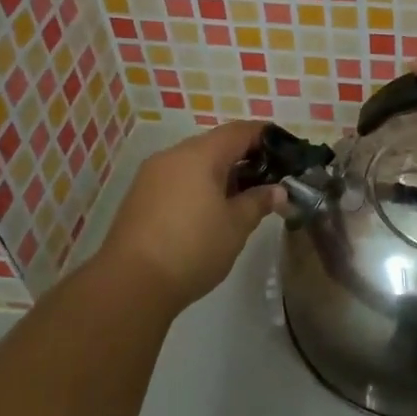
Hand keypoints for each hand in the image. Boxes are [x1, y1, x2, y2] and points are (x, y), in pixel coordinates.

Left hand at [98, 121, 282, 308]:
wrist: (130, 284)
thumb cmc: (193, 248)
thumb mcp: (236, 226)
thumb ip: (259, 201)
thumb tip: (277, 190)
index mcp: (200, 154)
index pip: (239, 131)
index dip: (265, 136)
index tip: (286, 150)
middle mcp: (173, 155)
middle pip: (215, 144)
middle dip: (243, 158)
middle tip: (266, 180)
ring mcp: (152, 175)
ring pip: (194, 162)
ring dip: (219, 173)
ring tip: (240, 199)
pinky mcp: (139, 196)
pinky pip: (177, 179)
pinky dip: (197, 186)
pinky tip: (208, 212)